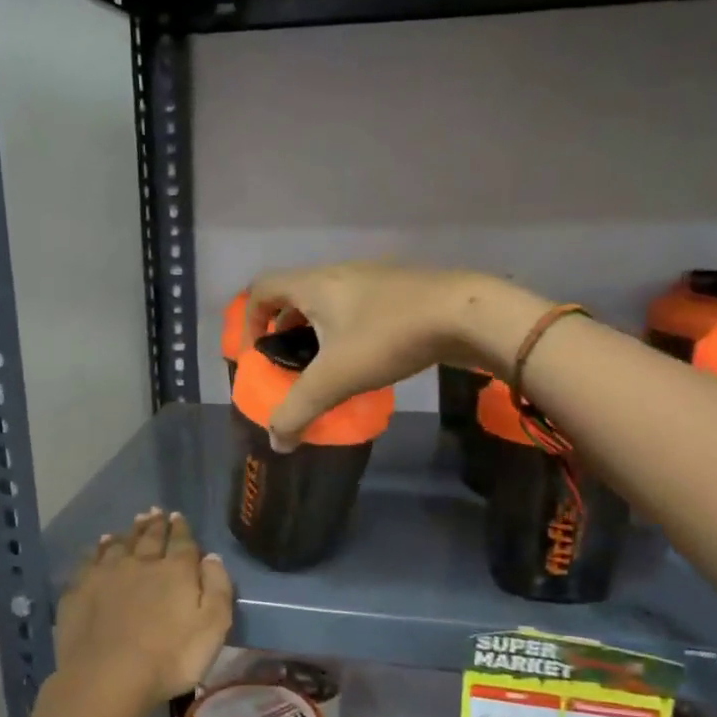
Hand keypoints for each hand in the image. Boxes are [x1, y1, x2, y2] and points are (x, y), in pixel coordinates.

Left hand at [54, 509, 232, 711]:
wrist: (107, 677)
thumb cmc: (169, 658)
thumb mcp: (213, 627)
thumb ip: (217, 588)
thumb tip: (211, 556)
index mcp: (175, 571)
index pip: (181, 542)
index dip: (181, 529)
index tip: (178, 516)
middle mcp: (140, 563)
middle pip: (149, 538)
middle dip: (155, 524)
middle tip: (155, 512)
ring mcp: (106, 574)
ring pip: (118, 545)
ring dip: (127, 533)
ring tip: (131, 524)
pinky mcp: (79, 590)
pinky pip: (90, 561)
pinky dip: (97, 550)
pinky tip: (98, 547)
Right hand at [244, 262, 551, 448]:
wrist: (467, 313)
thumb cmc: (389, 337)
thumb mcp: (335, 379)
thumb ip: (299, 410)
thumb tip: (276, 442)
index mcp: (314, 285)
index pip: (261, 289)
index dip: (248, 320)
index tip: (255, 355)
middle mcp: (338, 274)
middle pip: (294, 296)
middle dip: (283, 332)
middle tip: (288, 367)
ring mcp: (373, 280)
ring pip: (328, 304)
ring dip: (317, 333)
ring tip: (325, 369)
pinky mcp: (401, 292)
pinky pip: (358, 309)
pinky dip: (347, 333)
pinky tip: (365, 362)